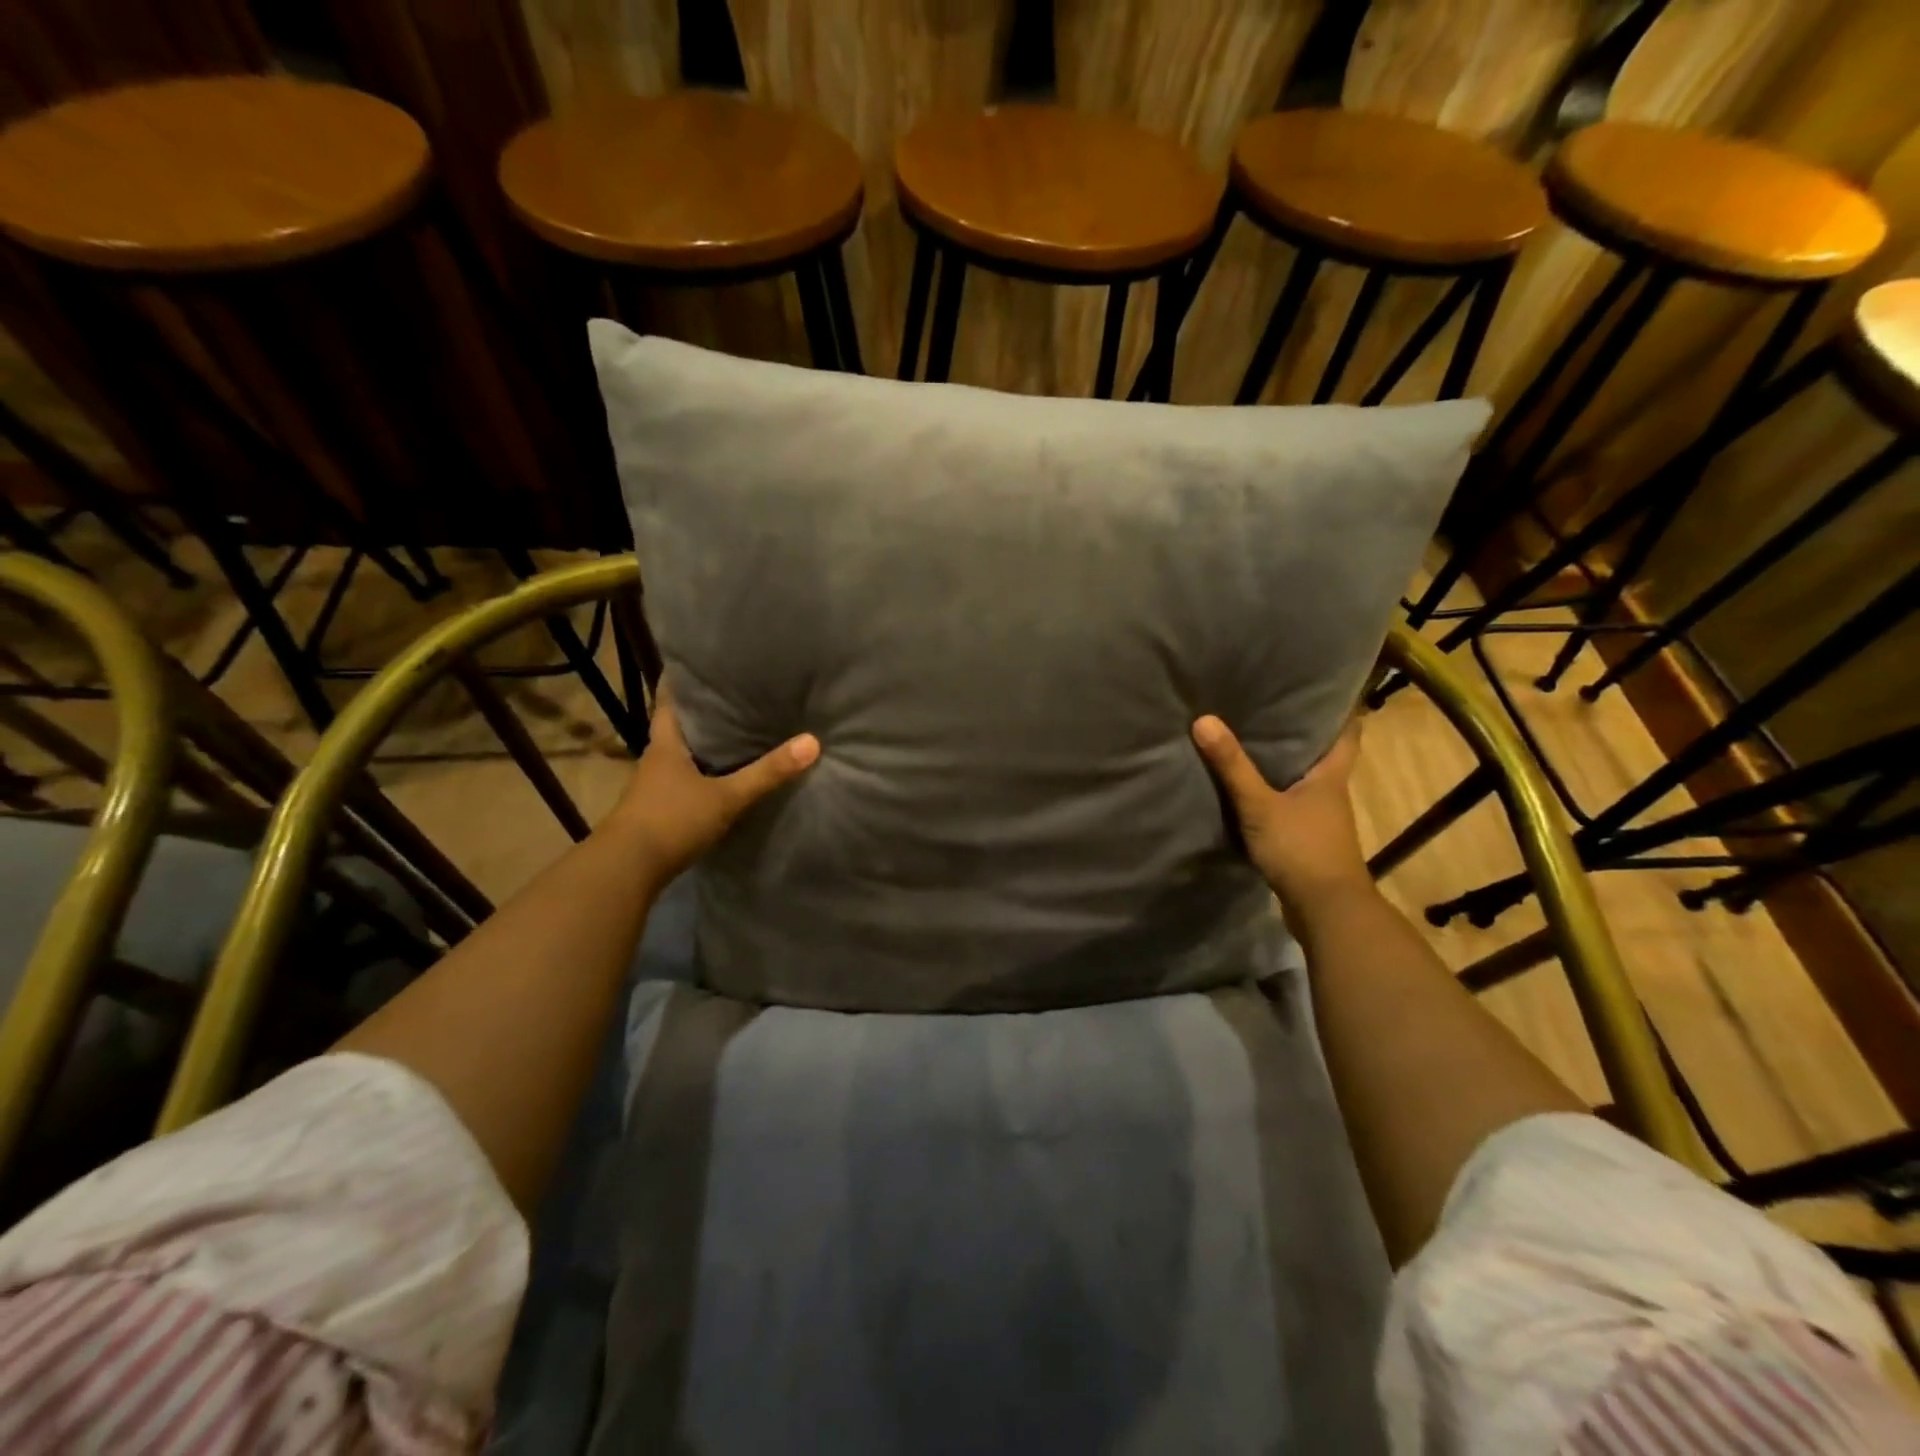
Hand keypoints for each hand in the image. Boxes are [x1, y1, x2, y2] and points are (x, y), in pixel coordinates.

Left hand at [606, 684, 818, 887]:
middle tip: (735, 695)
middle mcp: (656, 760)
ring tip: (737, 733)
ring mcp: (654, 788)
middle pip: (678, 727)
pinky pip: (684, 783)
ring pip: (681, 756)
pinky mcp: (658, 812)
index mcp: (665, 745)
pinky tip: (723, 779)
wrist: (627, 870)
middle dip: (702, 713)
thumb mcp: (726, 797)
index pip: (669, 701)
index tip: (701, 664)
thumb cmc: (672, 820)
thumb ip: (767, 773)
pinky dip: (702, 775)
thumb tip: (812, 742)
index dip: (682, 681)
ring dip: (703, 746)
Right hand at [1192, 715, 1367, 911]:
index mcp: (1331, 777)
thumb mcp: (1259, 805)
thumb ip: (1232, 766)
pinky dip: (1274, 797)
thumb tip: (1203, 719)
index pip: (1347, 733)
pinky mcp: (1307, 842)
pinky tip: (1249, 793)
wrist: (1325, 910)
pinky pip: (1290, 808)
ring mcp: (1321, 821)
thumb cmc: (1301, 848)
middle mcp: (1332, 794)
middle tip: (1269, 708)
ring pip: (1304, 783)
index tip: (1319, 690)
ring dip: (1285, 767)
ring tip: (1251, 744)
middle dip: (1300, 735)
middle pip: (1322, 756)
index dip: (1337, 710)